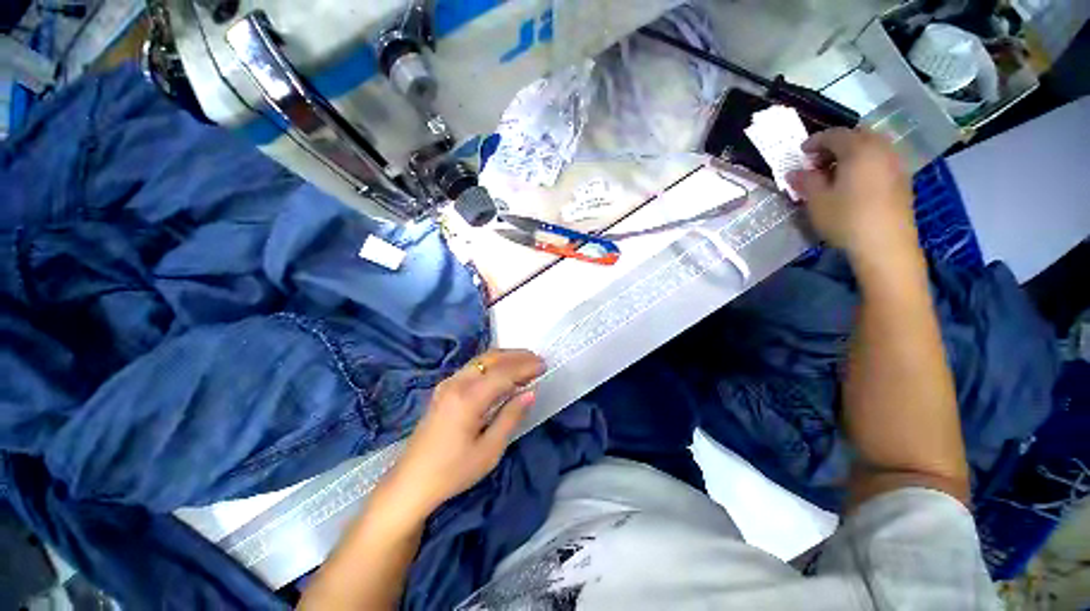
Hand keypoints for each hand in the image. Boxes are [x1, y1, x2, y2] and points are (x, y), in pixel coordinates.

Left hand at [384, 349, 543, 517]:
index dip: (525, 366)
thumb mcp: (489, 450)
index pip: (503, 372)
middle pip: (492, 359)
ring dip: (505, 358)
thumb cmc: (453, 471)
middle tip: (537, 360)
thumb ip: (511, 417)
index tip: (544, 366)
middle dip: (517, 356)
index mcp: (468, 398)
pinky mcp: (444, 389)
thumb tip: (530, 393)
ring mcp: (447, 384)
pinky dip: (492, 364)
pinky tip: (502, 373)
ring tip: (525, 363)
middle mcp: (456, 383)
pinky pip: (473, 367)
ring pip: (481, 360)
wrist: (411, 481)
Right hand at [787, 128, 918, 263]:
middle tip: (818, 162)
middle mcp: (881, 149)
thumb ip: (805, 181)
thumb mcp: (817, 201)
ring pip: (871, 147)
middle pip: (857, 135)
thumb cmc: (846, 219)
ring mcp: (895, 163)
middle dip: (835, 144)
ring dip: (851, 153)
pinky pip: (881, 160)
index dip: (815, 141)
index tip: (800, 153)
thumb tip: (795, 171)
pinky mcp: (902, 179)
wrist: (885, 245)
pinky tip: (854, 182)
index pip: (834, 134)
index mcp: (858, 150)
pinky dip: (865, 162)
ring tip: (834, 173)